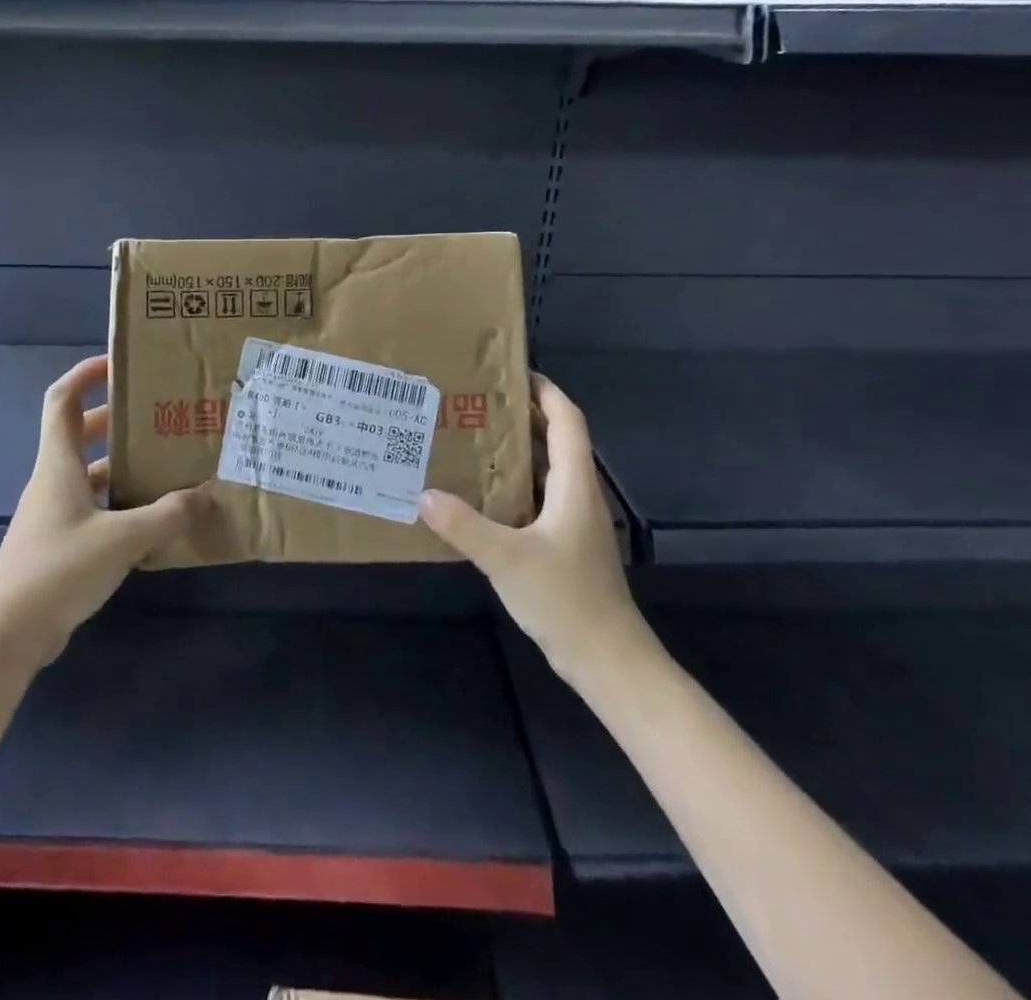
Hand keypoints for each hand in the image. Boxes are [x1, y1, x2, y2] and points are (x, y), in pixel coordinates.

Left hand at [0, 354, 212, 668]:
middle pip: (81, 433)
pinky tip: (153, 517)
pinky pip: (95, 507)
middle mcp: (54, 480)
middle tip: (158, 415)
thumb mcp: (122, 538)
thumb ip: (167, 515)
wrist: (8, 633)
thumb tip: (207, 495)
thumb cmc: (58, 568)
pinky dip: (121, 502)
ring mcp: (55, 513)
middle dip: (117, 419)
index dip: (85, 374)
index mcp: (59, 463)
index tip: (119, 363)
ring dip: (123, 463)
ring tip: (166, 462)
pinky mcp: (61, 543)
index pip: (62, 399)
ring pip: (91, 472)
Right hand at [419, 374, 644, 679]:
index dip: (545, 390)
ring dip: (516, 450)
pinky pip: (538, 498)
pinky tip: (480, 494)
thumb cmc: (566, 598)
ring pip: (546, 470)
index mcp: (574, 484)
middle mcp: (578, 494)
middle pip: (556, 439)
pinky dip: (513, 485)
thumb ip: (464, 525)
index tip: (511, 371)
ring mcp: (573, 521)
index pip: (567, 420)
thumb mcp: (507, 558)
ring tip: (471, 438)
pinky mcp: (565, 544)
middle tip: (476, 402)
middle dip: (521, 415)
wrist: (607, 659)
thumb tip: (423, 494)